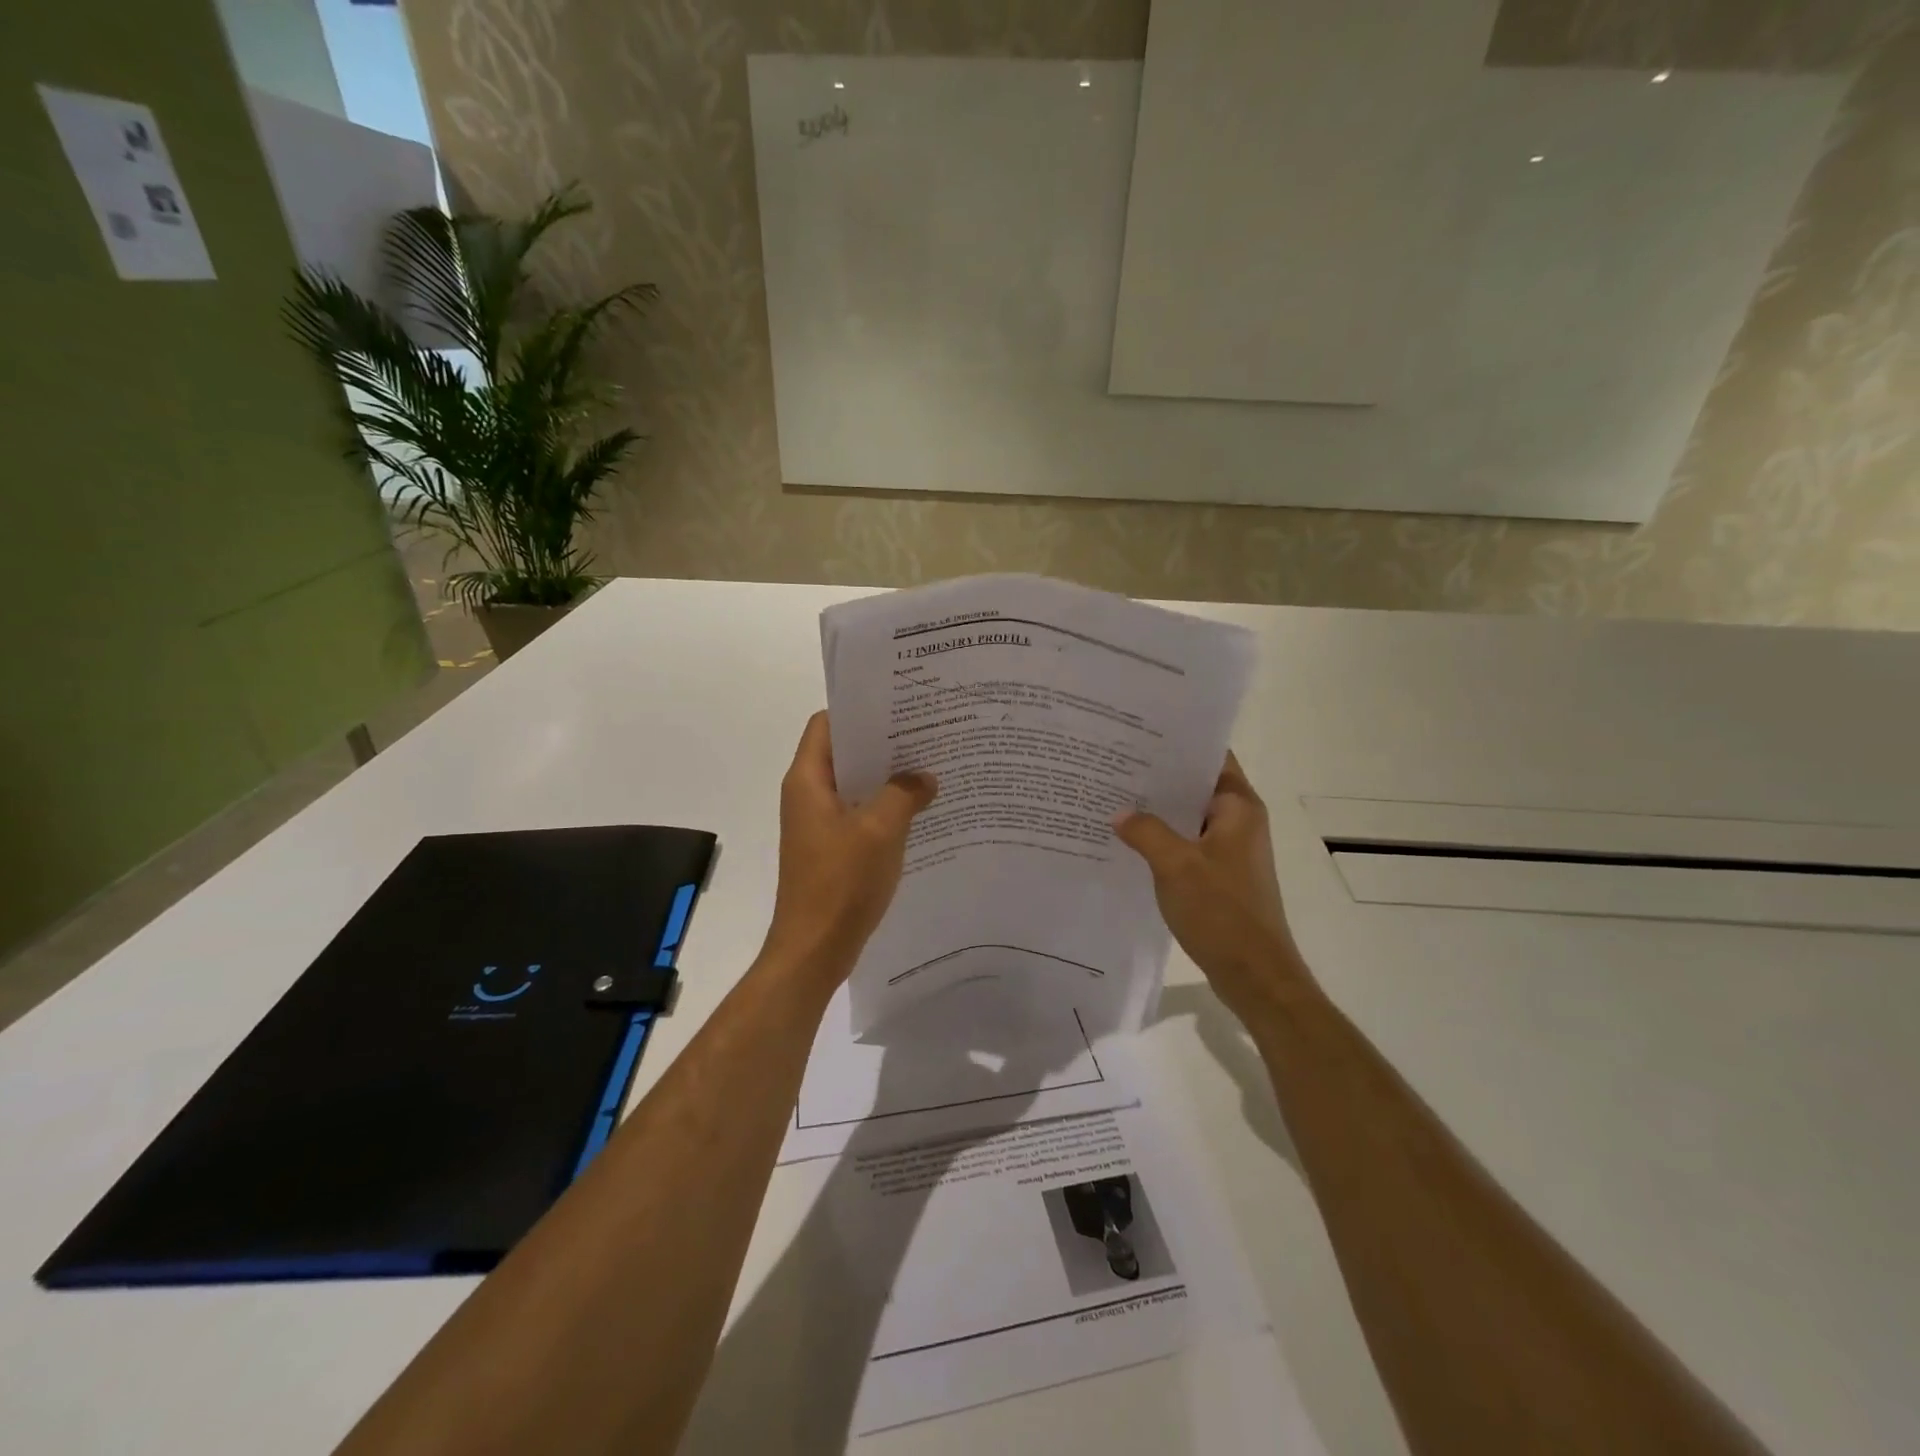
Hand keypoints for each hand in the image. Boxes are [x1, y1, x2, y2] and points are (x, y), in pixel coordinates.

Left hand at [763, 712, 937, 984]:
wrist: (814, 949)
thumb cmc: (841, 883)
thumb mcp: (880, 830)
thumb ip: (905, 794)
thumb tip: (925, 777)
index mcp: (808, 781)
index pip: (827, 724)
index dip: (859, 711)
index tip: (899, 705)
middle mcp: (808, 795)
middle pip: (844, 753)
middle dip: (883, 743)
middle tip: (926, 733)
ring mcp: (818, 824)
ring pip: (854, 785)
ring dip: (887, 777)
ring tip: (930, 767)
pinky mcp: (831, 848)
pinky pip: (859, 814)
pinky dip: (885, 807)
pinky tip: (919, 810)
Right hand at [1113, 753, 1311, 1027]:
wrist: (1254, 974)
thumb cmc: (1222, 912)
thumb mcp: (1175, 866)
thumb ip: (1145, 832)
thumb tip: (1120, 813)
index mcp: (1238, 807)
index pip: (1211, 757)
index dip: (1179, 742)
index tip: (1140, 732)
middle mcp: (1239, 821)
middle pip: (1196, 785)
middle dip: (1159, 776)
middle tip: (1114, 762)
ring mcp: (1230, 850)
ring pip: (1189, 817)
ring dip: (1158, 810)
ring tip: (1114, 795)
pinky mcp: (1219, 875)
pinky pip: (1187, 844)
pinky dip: (1162, 839)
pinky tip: (1128, 840)